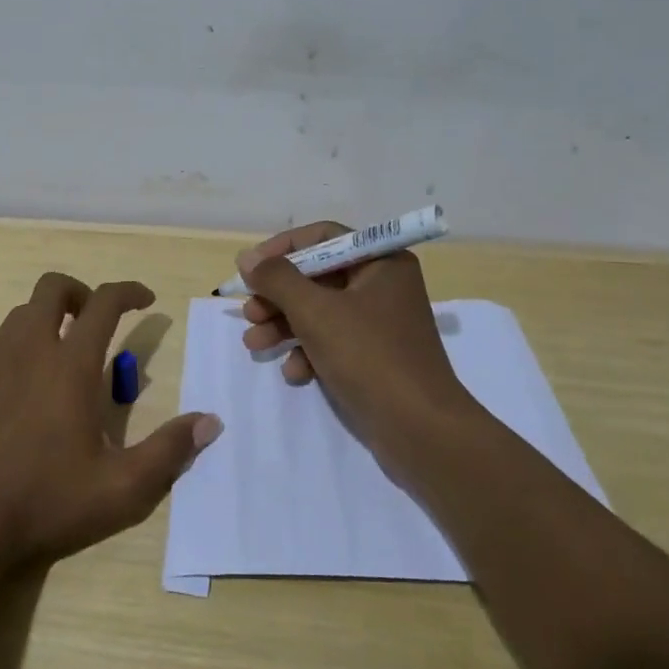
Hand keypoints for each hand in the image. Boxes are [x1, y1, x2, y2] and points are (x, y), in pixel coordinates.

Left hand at [0, 272, 221, 567]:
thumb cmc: (46, 502)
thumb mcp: (122, 489)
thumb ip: (170, 451)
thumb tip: (211, 422)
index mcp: (71, 364)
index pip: (105, 302)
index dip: (129, 291)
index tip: (146, 299)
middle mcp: (28, 348)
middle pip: (53, 288)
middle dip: (79, 293)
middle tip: (92, 322)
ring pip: (18, 316)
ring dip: (44, 323)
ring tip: (54, 360)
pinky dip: (7, 354)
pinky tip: (10, 390)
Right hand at [237, 223, 477, 471]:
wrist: (420, 430)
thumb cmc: (369, 356)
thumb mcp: (315, 311)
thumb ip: (277, 279)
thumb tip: (247, 258)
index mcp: (381, 262)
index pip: (323, 237)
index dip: (282, 249)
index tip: (250, 268)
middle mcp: (382, 285)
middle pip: (317, 277)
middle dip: (278, 296)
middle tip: (248, 313)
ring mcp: (379, 323)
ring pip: (320, 312)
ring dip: (284, 326)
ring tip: (254, 344)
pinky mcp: (374, 357)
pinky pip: (333, 342)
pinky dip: (309, 352)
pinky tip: (294, 373)